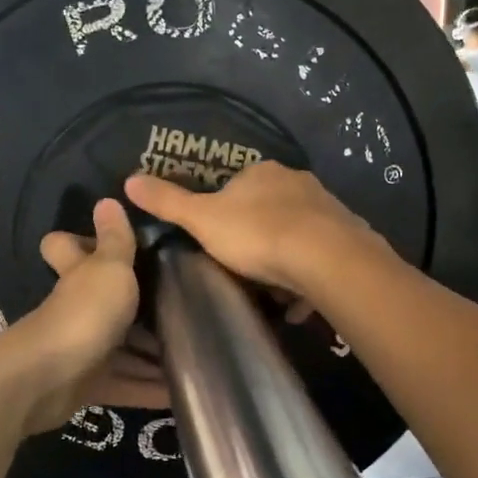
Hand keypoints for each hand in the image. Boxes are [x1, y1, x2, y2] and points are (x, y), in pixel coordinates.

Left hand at [0, 199, 164, 436]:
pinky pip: (126, 384)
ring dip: (152, 353)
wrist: (45, 381)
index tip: (119, 241)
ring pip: (122, 346)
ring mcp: (82, 348)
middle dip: (139, 304)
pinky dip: (150, 388)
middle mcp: (78, 308)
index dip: (80, 240)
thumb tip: (107, 198)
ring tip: (197, 350)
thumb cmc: (82, 314)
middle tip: (185, 301)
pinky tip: (181, 391)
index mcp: (78, 274)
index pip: (66, 247)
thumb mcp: (109, 269)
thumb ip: (115, 239)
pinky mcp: (89, 385)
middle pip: (105, 300)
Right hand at [123, 162, 379, 301]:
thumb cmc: (257, 234)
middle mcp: (298, 182)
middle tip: (243, 270)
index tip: (218, 243)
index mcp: (262, 172)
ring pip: (297, 234)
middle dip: (257, 238)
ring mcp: (327, 208)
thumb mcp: (202, 220)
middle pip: (270, 210)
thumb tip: (129, 179)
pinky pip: (321, 257)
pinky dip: (308, 278)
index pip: (237, 187)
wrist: (326, 259)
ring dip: (284, 261)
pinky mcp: (349, 236)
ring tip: (271, 293)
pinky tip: (298, 304)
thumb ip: (168, 202)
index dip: (225, 214)